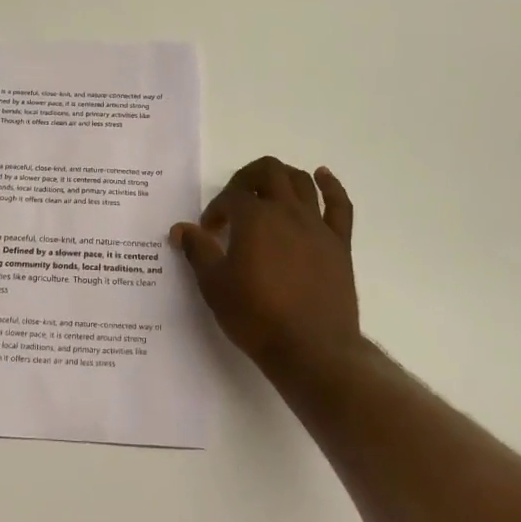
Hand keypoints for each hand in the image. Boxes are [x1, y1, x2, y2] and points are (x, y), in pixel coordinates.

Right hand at [171, 157, 362, 379]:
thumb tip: (181, 228)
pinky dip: (330, 186)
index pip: (230, 197)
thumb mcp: (214, 285)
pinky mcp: (339, 243)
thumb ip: (197, 250)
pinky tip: (322, 176)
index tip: (208, 232)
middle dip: (246, 179)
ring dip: (282, 177)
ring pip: (301, 182)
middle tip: (235, 201)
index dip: (215, 209)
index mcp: (254, 218)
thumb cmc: (256, 316)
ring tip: (268, 189)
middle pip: (268, 172)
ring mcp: (316, 225)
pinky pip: (339, 205)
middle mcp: (287, 211)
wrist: (311, 349)